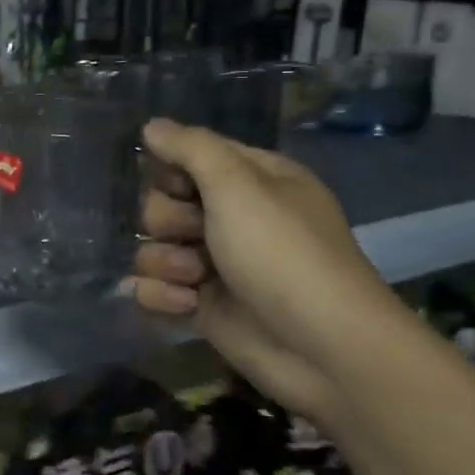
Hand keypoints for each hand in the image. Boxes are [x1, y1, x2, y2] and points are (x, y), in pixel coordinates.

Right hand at [128, 119, 411, 425]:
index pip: (191, 157)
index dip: (175, 170)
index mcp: (252, 180)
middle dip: (168, 221)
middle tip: (193, 236)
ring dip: (164, 262)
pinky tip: (187, 305)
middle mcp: (233, 218)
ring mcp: (216, 264)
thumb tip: (151, 125)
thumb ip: (191, 148)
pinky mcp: (203, 306)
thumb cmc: (282, 254)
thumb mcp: (238, 185)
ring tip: (194, 280)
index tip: (180, 186)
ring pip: (154, 247)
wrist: (322, 348)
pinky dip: (162, 295)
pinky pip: (155, 288)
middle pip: (163, 202)